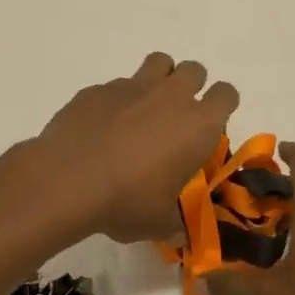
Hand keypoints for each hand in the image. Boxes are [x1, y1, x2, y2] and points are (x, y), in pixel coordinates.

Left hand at [31, 53, 239, 243]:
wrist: (67, 180)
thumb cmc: (126, 201)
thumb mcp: (157, 221)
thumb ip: (172, 221)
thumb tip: (176, 231)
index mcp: (197, 125)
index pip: (227, 94)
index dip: (222, 106)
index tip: (209, 126)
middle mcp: (170, 96)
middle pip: (194, 70)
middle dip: (191, 86)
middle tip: (176, 117)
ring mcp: (132, 86)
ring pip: (158, 62)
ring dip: (159, 78)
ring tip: (144, 108)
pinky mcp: (98, 89)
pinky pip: (116, 85)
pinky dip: (117, 100)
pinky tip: (102, 126)